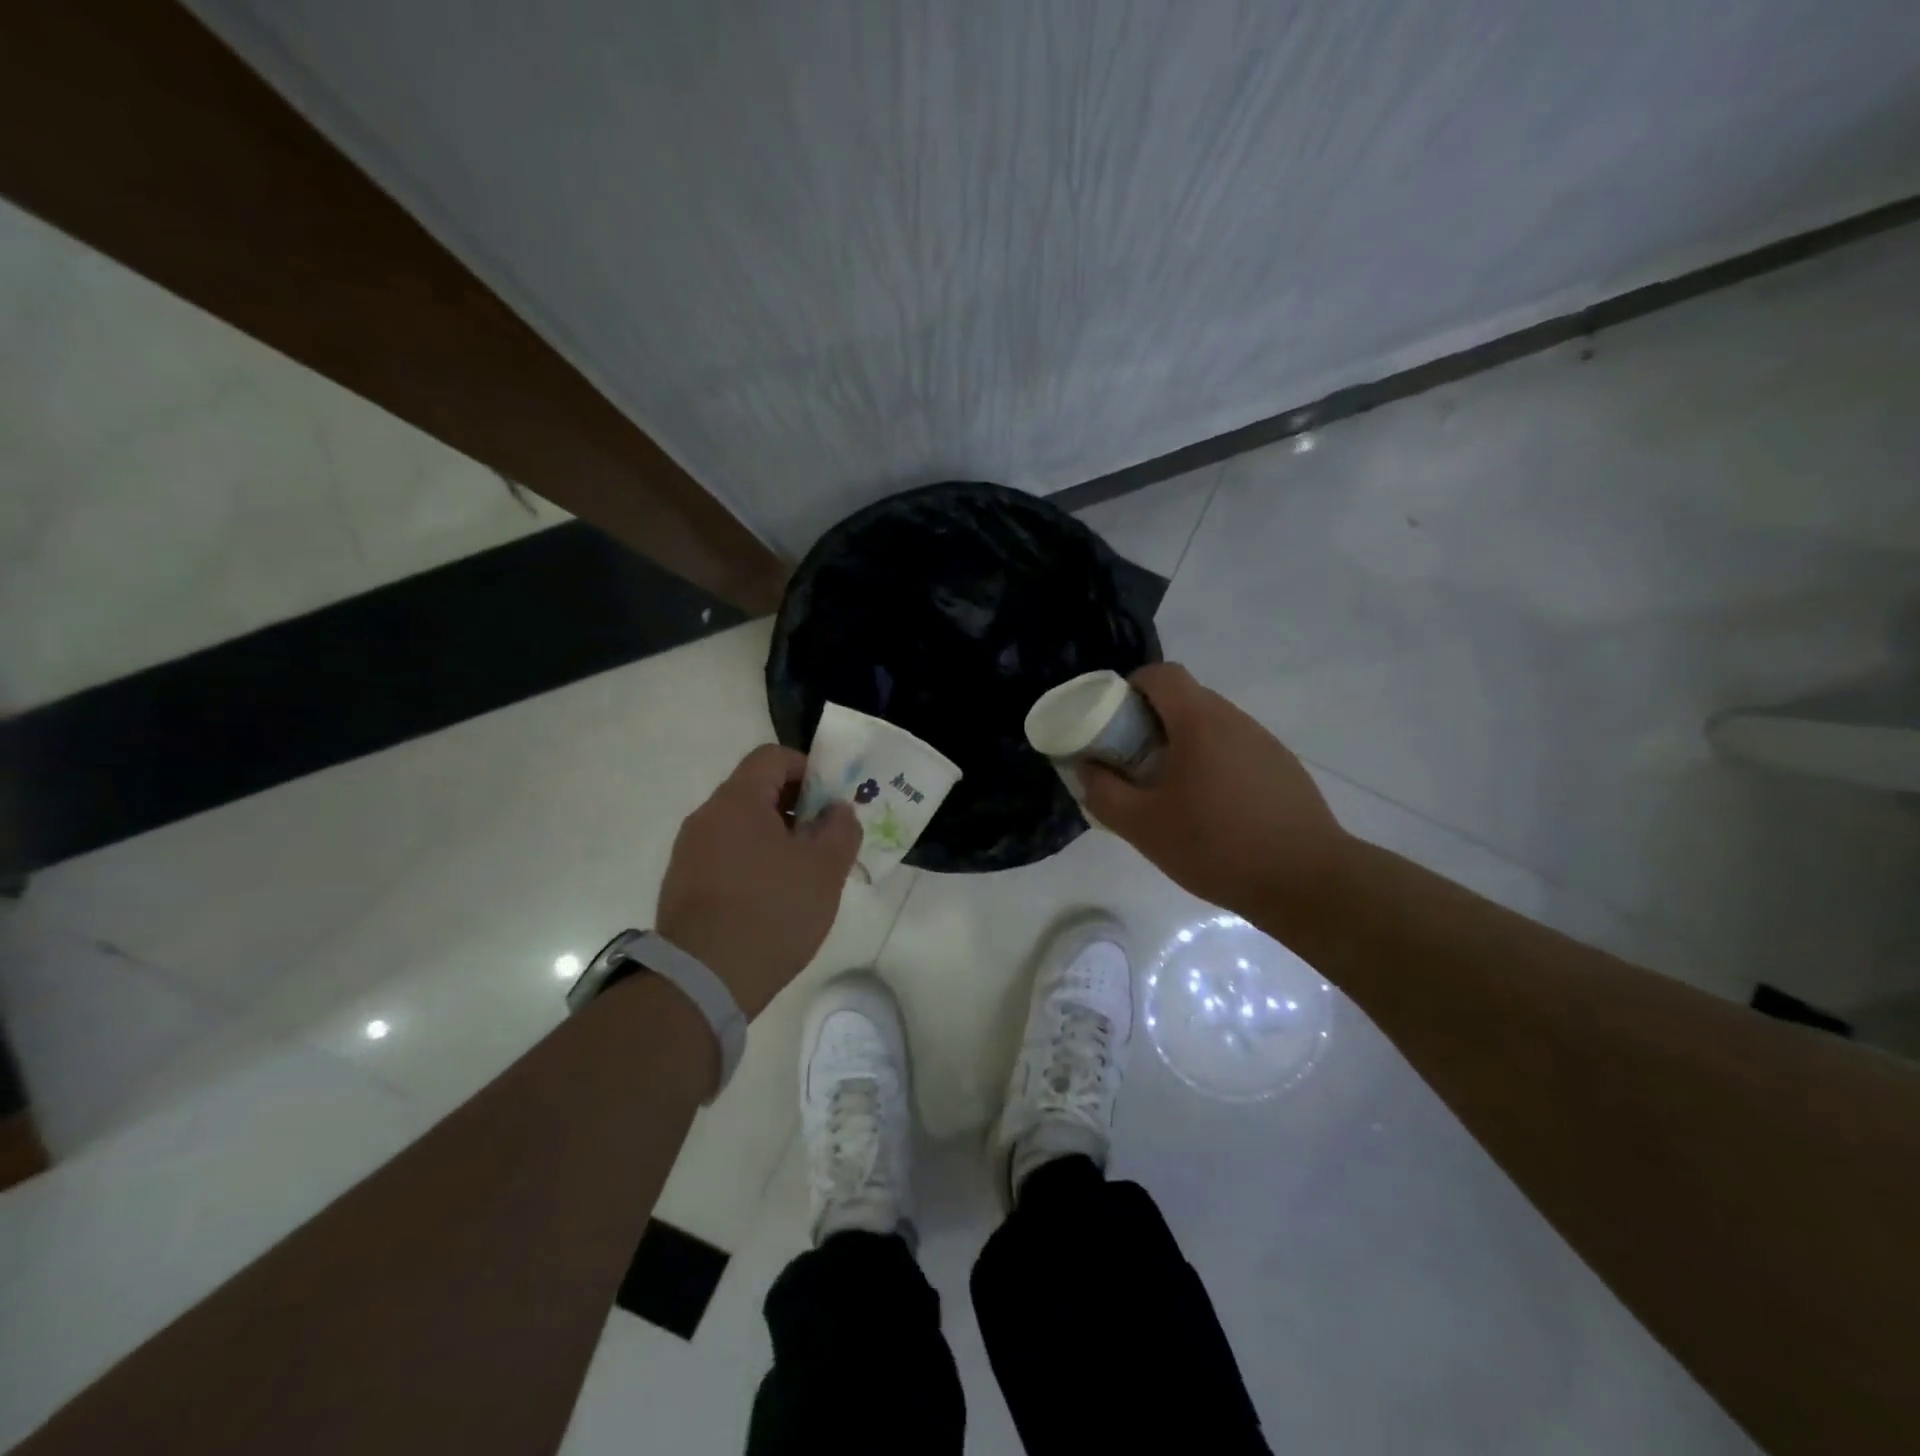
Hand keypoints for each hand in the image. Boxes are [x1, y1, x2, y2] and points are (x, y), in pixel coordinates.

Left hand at [656, 745, 860, 1017]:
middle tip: (823, 840)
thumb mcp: (825, 869)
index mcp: (738, 800)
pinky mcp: (681, 884)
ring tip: (801, 874)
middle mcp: (706, 816)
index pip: (772, 756)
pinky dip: (751, 862)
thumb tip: (836, 811)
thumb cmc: (772, 912)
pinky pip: (724, 856)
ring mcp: (688, 852)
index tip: (830, 801)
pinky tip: (770, 899)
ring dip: (774, 837)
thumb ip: (840, 828)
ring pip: (740, 826)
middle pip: (755, 790)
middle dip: (794, 807)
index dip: (807, 768)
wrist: (703, 980)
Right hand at [1079, 663, 1353, 922]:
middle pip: (1185, 699)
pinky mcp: (1283, 768)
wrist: (1306, 881)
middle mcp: (1235, 720)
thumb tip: (1085, 767)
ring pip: (1211, 726)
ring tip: (1170, 791)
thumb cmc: (1216, 846)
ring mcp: (1264, 743)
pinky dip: (1212, 763)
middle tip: (1132, 762)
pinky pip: (1235, 749)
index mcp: (1200, 722)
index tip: (1113, 722)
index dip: (1130, 687)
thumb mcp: (1142, 826)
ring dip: (1182, 745)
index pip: (1161, 675)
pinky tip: (1211, 809)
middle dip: (1151, 721)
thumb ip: (1103, 792)